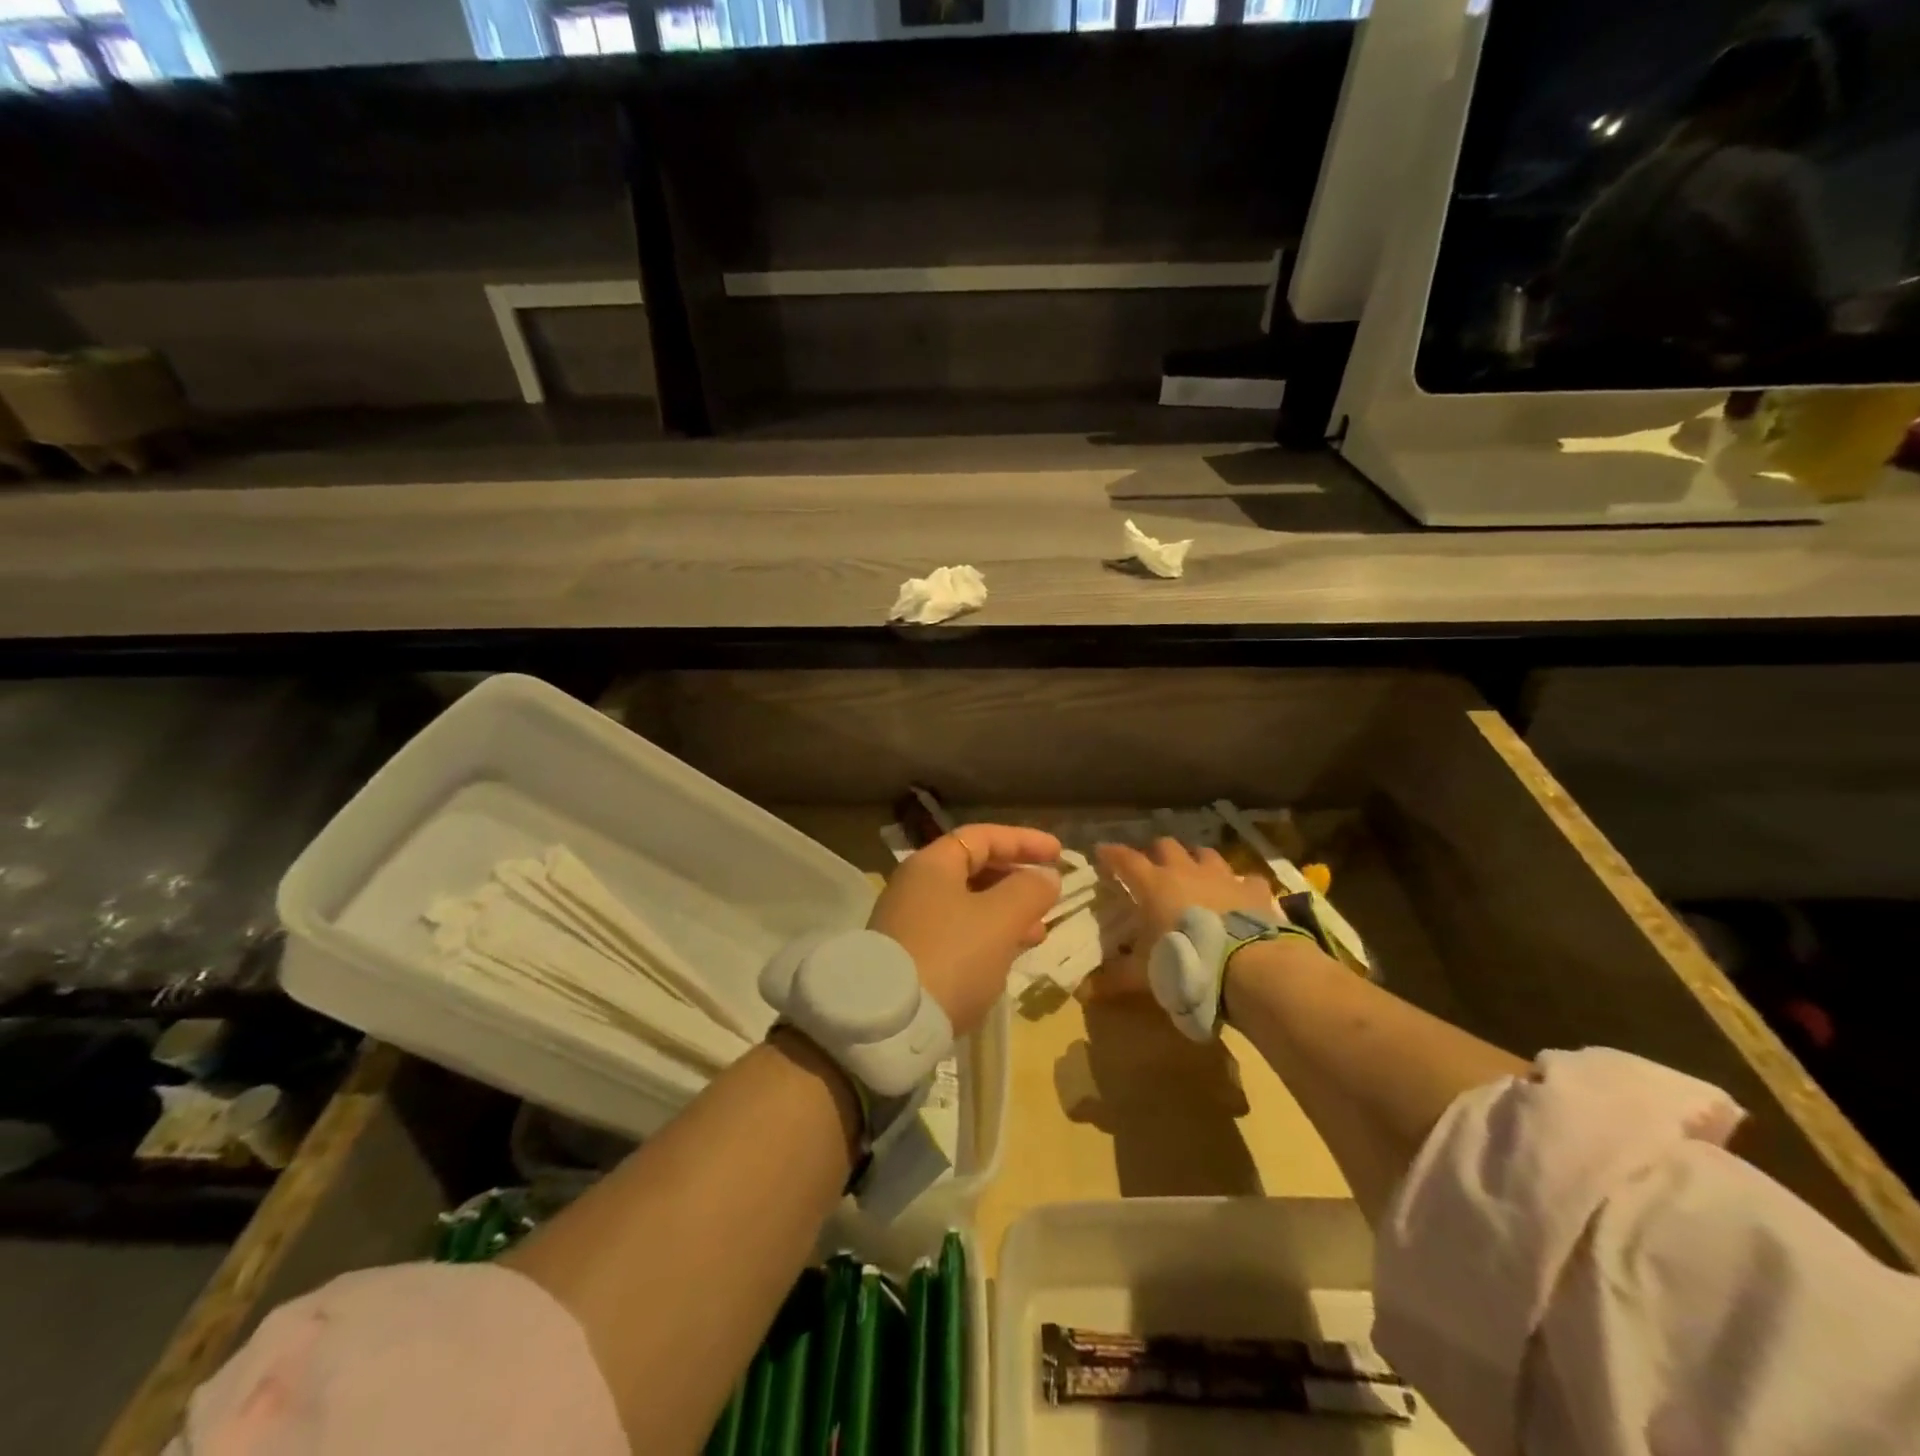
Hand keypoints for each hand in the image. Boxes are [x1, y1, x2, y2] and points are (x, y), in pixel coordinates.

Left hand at [869, 824, 1061, 1036]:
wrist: (889, 1024)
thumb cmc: (952, 957)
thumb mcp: (1000, 919)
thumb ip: (1029, 891)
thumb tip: (1046, 876)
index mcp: (932, 865)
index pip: (983, 836)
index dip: (1023, 841)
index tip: (1059, 853)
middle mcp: (915, 886)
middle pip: (973, 869)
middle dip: (1016, 880)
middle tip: (1049, 896)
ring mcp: (908, 922)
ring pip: (967, 905)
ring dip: (1006, 913)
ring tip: (1038, 933)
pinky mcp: (908, 956)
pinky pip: (957, 933)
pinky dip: (986, 936)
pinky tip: (1006, 958)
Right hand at [1088, 839, 1279, 998]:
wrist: (1247, 966)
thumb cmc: (1183, 961)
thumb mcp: (1143, 974)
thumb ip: (1115, 977)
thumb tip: (1085, 991)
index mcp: (1153, 884)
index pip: (1125, 859)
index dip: (1112, 854)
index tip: (1101, 851)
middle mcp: (1186, 871)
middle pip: (1166, 846)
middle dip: (1156, 852)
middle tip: (1152, 867)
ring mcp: (1223, 877)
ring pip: (1206, 854)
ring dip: (1197, 861)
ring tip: (1194, 874)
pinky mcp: (1254, 891)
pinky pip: (1247, 879)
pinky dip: (1241, 885)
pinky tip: (1240, 896)